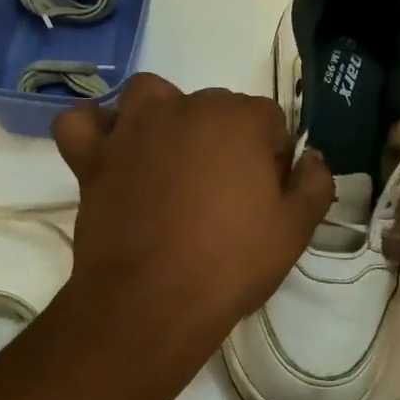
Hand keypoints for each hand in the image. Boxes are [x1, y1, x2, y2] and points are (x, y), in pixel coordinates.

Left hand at [52, 73, 332, 375]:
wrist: (151, 303)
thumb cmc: (231, 263)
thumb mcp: (295, 229)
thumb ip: (315, 183)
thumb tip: (312, 157)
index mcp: (239, 119)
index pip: (270, 120)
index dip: (273, 157)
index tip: (267, 195)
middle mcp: (185, 108)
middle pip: (216, 107)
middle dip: (226, 140)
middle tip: (225, 194)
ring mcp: (134, 129)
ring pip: (152, 96)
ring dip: (164, 116)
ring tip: (171, 159)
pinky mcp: (92, 157)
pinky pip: (84, 123)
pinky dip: (97, 130)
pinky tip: (114, 152)